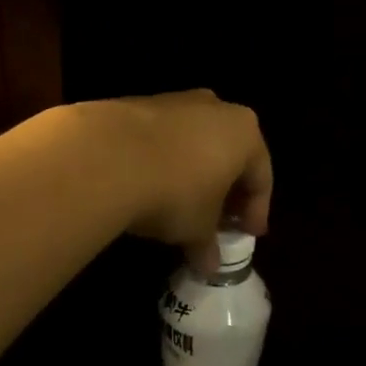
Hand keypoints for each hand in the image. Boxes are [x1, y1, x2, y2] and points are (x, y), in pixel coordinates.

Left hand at [88, 90, 272, 254]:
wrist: (104, 158)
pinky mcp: (136, 104)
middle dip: (226, 191)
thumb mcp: (198, 228)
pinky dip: (164, 163)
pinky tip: (152, 188)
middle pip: (229, 155)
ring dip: (194, 176)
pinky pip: (162, 139)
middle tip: (220, 222)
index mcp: (245, 132)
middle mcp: (216, 108)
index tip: (249, 235)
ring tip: (183, 208)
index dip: (256, 211)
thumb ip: (208, 245)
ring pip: (195, 144)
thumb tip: (209, 265)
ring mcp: (174, 101)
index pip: (261, 177)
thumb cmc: (175, 192)